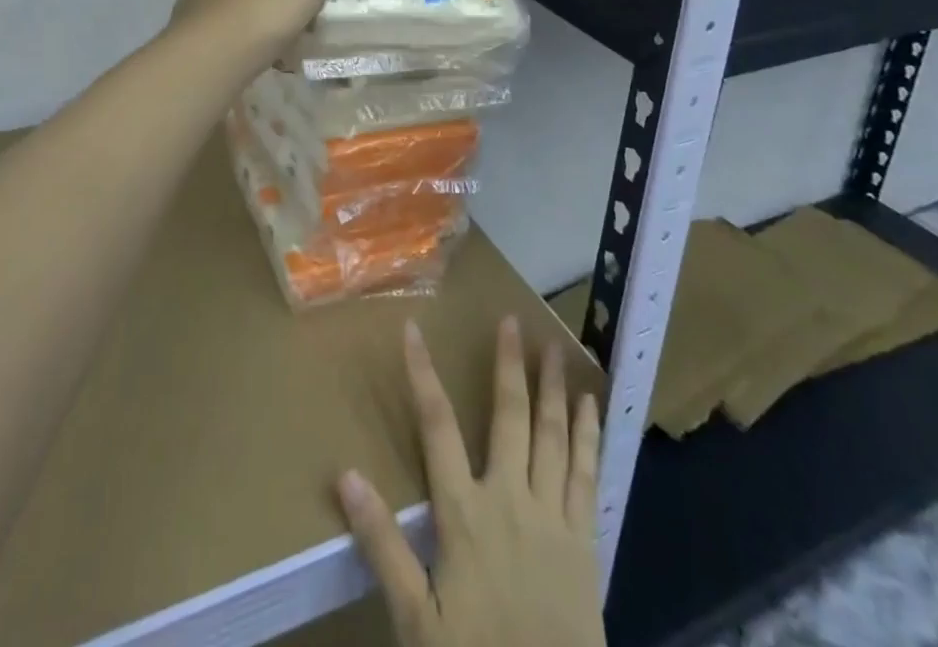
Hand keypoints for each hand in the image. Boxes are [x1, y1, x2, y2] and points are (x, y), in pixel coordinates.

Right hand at [338, 319, 605, 646]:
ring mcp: (552, 516)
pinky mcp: (585, 540)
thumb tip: (345, 475)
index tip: (413, 330)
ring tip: (554, 347)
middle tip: (513, 320)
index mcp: (464, 513)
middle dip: (509, 365)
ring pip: (553, 435)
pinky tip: (592, 406)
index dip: (422, 374)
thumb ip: (382, 544)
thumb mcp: (415, 619)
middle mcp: (510, 498)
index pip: (437, 427)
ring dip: (553, 388)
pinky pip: (587, 474)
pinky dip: (589, 435)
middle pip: (509, 416)